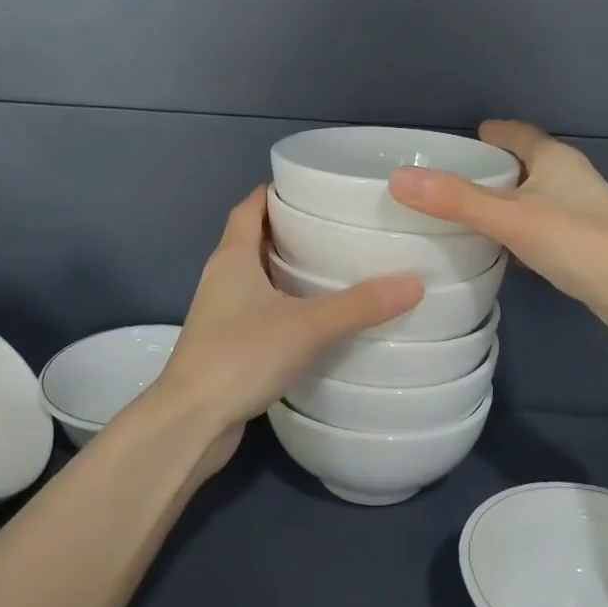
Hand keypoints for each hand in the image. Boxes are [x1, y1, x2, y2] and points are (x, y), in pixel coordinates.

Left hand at [153, 187, 423, 472]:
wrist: (192, 421)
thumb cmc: (242, 355)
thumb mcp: (308, 325)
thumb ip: (360, 305)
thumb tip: (415, 283)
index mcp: (232, 257)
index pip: (249, 207)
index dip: (274, 192)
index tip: (310, 185)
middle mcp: (221, 278)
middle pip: (253, 240)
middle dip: (289, 230)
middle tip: (336, 226)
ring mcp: (220, 314)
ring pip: (256, 279)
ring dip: (287, 271)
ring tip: (334, 268)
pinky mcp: (227, 346)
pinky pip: (259, 312)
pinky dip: (284, 306)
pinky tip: (316, 319)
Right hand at [388, 119, 607, 340]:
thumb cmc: (578, 242)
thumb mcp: (510, 218)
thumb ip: (455, 199)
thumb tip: (398, 179)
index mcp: (555, 158)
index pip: (515, 133)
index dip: (487, 135)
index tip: (453, 143)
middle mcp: (569, 178)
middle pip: (521, 165)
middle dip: (487, 171)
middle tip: (443, 183)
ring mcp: (579, 212)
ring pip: (529, 200)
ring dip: (499, 205)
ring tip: (458, 217)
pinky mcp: (582, 245)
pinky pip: (537, 229)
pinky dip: (514, 233)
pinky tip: (494, 251)